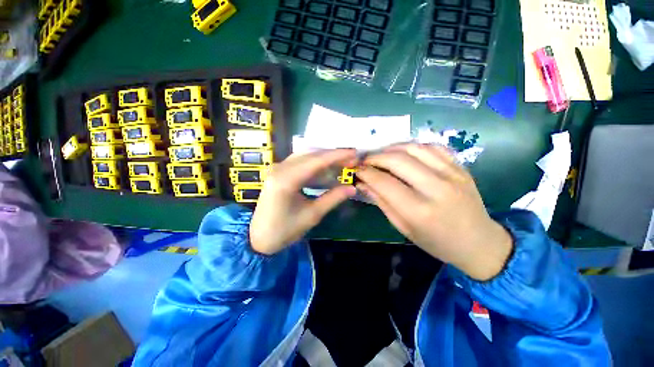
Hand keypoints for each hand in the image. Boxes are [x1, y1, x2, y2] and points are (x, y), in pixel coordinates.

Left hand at [250, 149, 356, 254]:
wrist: (259, 238)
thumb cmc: (285, 230)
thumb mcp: (312, 215)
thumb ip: (333, 198)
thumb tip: (353, 188)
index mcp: (286, 180)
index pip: (316, 161)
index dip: (337, 156)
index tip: (354, 153)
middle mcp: (279, 168)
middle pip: (311, 155)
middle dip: (332, 155)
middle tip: (351, 158)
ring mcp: (277, 169)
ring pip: (305, 156)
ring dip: (324, 158)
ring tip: (341, 162)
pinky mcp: (278, 172)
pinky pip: (299, 162)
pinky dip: (314, 163)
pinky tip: (325, 168)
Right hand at [356, 144, 512, 280]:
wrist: (479, 242)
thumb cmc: (436, 241)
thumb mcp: (403, 227)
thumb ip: (382, 202)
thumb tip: (363, 183)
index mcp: (419, 211)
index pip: (384, 182)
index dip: (366, 173)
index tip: (356, 170)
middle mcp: (436, 189)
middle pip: (397, 160)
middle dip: (375, 157)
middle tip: (365, 161)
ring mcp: (452, 174)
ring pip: (413, 148)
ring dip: (391, 148)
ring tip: (381, 155)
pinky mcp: (461, 167)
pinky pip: (432, 147)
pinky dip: (413, 146)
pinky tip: (404, 153)